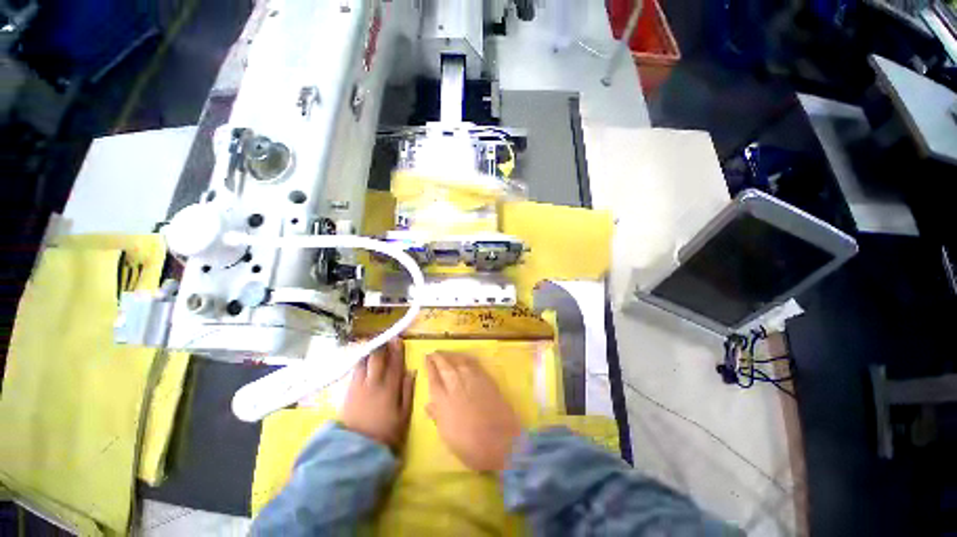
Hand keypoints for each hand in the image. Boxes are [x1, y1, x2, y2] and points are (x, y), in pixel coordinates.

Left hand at [340, 339, 415, 449]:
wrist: (356, 449)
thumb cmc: (385, 433)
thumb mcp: (404, 414)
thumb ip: (408, 391)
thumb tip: (411, 371)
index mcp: (390, 388)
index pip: (395, 363)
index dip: (397, 350)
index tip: (397, 339)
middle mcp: (374, 382)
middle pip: (377, 358)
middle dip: (382, 346)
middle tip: (385, 339)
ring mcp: (358, 386)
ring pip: (363, 361)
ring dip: (369, 351)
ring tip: (372, 345)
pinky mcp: (347, 391)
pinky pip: (354, 370)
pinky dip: (359, 361)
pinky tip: (362, 360)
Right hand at [425, 352, 522, 471]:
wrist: (500, 441)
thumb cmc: (470, 445)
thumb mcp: (447, 436)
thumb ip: (437, 416)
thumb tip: (429, 404)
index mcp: (443, 400)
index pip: (433, 377)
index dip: (429, 366)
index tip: (426, 358)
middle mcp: (455, 384)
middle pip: (444, 365)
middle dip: (438, 357)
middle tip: (433, 352)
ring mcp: (472, 379)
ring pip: (458, 360)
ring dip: (450, 355)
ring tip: (445, 353)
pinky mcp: (485, 378)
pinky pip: (472, 363)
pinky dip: (465, 358)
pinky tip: (463, 357)